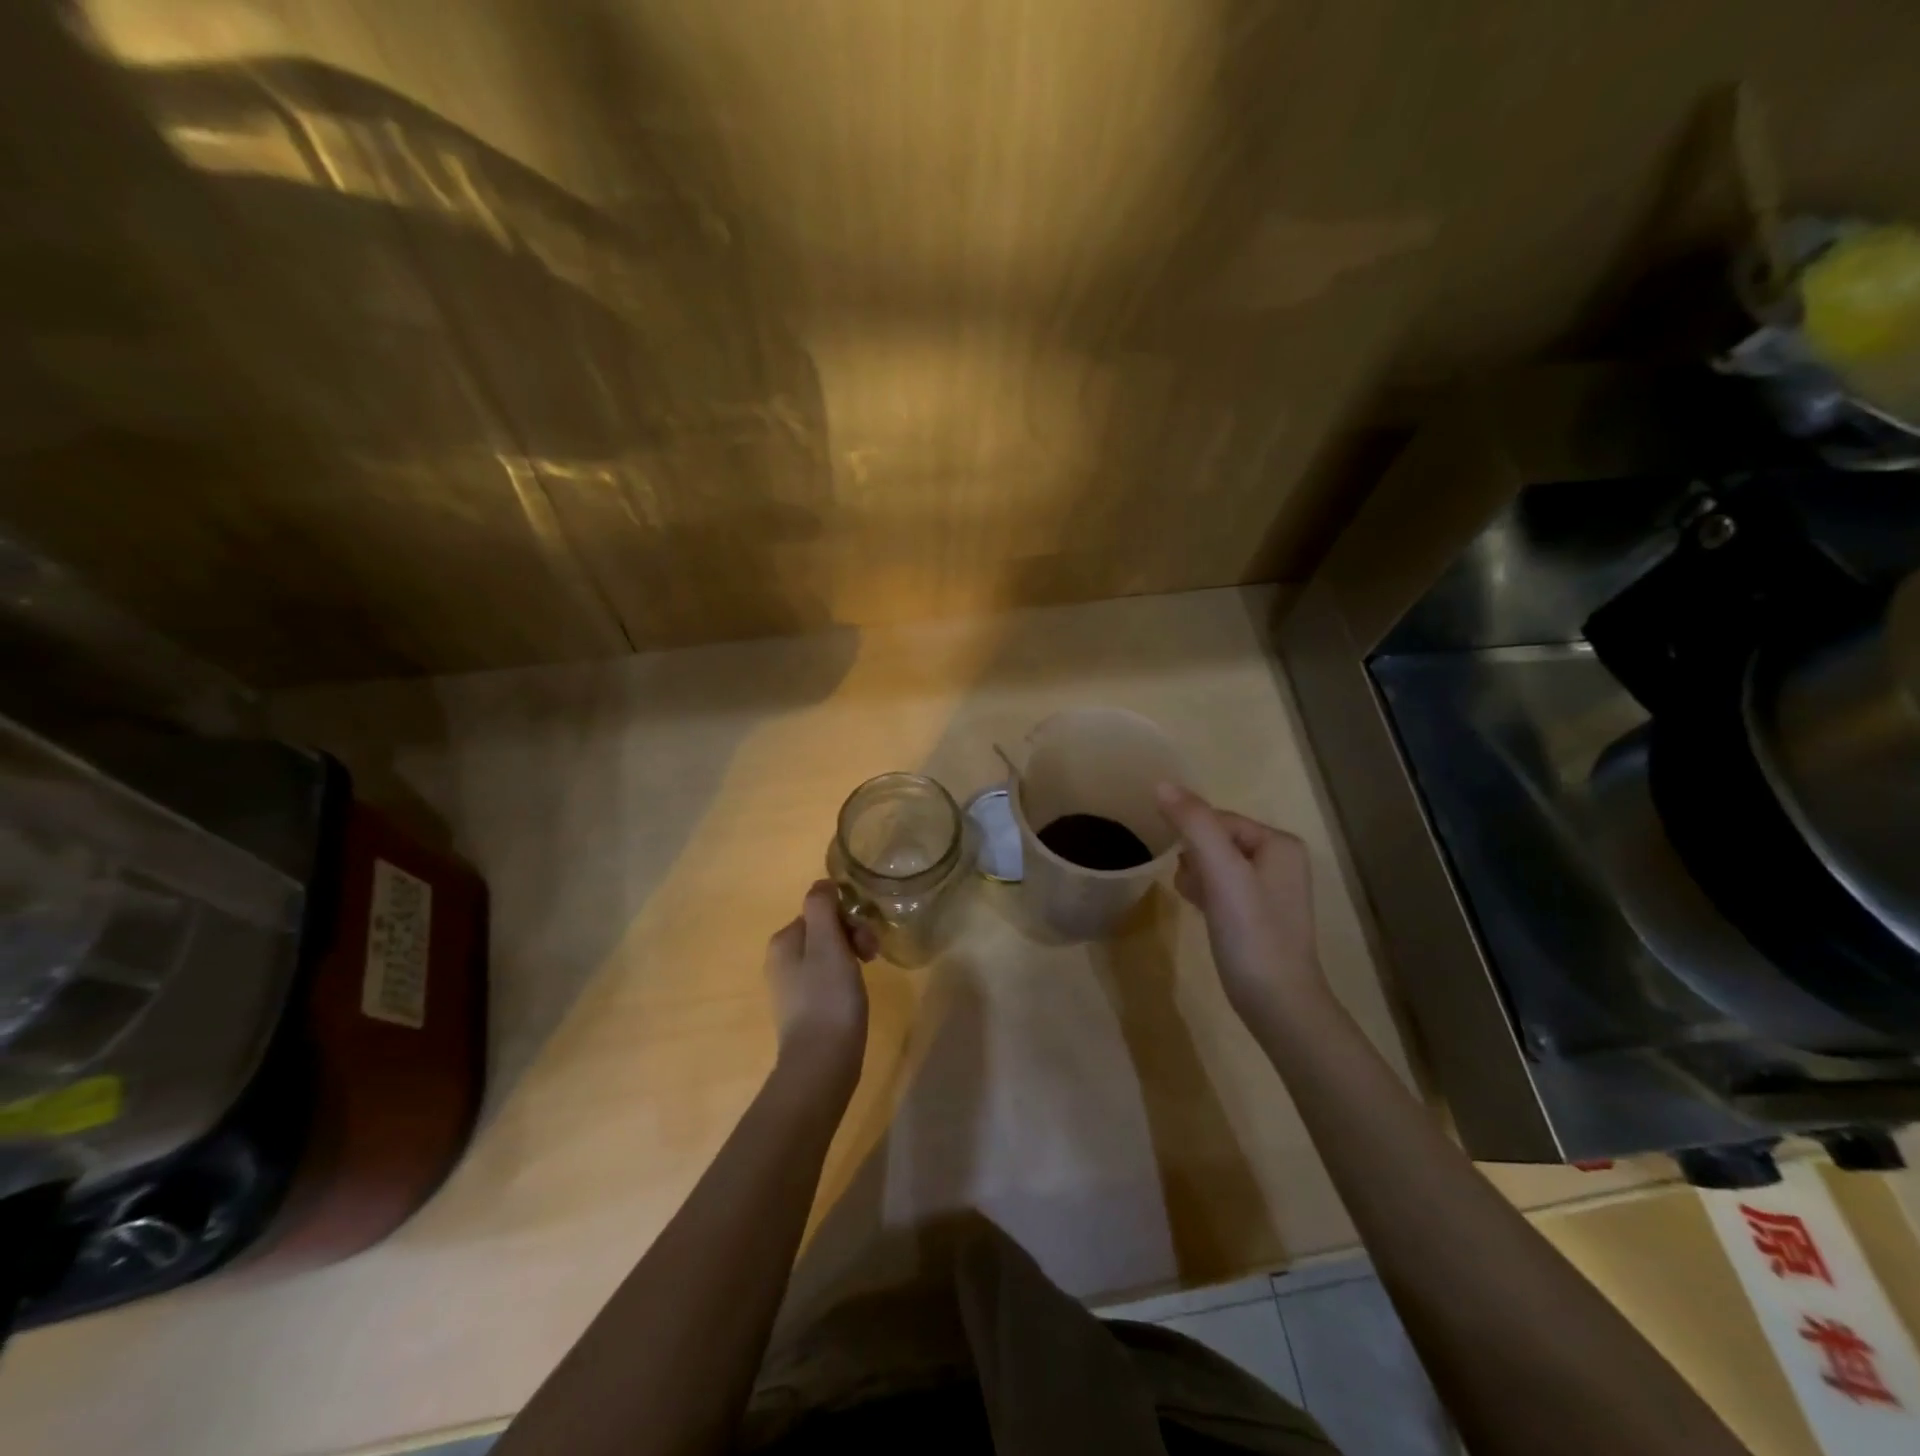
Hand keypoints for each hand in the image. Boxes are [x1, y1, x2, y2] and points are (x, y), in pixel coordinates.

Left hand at [765, 881, 871, 1081]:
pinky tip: (855, 994)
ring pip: (829, 954)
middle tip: (873, 956)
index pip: (821, 910)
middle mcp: (781, 959)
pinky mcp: (805, 1008)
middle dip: (853, 936)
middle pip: (825, 930)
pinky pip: (828, 978)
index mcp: (783, 941)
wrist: (822, 1063)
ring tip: (868, 976)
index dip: (849, 918)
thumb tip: (822, 884)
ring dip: (853, 956)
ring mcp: (792, 986)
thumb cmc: (827, 997)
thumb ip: (822, 907)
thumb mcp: (827, 943)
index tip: (866, 939)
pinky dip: (845, 979)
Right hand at [1156, 783, 1328, 1028]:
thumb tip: (1161, 784)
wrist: (1276, 1003)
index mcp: (1279, 843)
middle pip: (1215, 840)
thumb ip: (1193, 823)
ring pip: (1214, 864)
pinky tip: (1197, 909)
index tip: (1183, 867)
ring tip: (1193, 900)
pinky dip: (1204, 892)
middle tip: (1191, 887)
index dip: (1191, 839)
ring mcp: (1269, 889)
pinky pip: (1220, 887)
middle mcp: (1280, 860)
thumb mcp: (1221, 871)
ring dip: (1196, 876)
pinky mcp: (1256, 915)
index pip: (1217, 819)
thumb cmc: (1251, 932)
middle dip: (1194, 859)